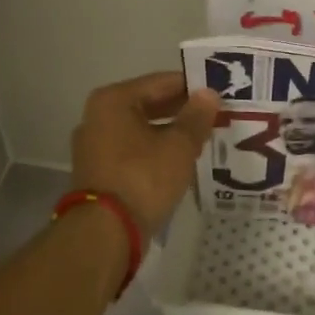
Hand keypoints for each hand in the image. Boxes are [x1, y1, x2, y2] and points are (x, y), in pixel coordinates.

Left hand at [71, 72, 219, 232]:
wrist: (106, 232)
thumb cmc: (143, 178)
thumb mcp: (179, 146)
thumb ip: (196, 117)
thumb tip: (209, 94)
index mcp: (113, 101)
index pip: (162, 82)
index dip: (193, 87)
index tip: (219, 93)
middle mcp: (98, 117)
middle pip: (149, 104)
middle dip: (182, 111)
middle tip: (216, 115)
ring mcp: (95, 145)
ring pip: (142, 129)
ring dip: (171, 132)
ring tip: (204, 138)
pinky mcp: (99, 171)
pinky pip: (134, 150)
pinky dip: (156, 151)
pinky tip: (181, 159)